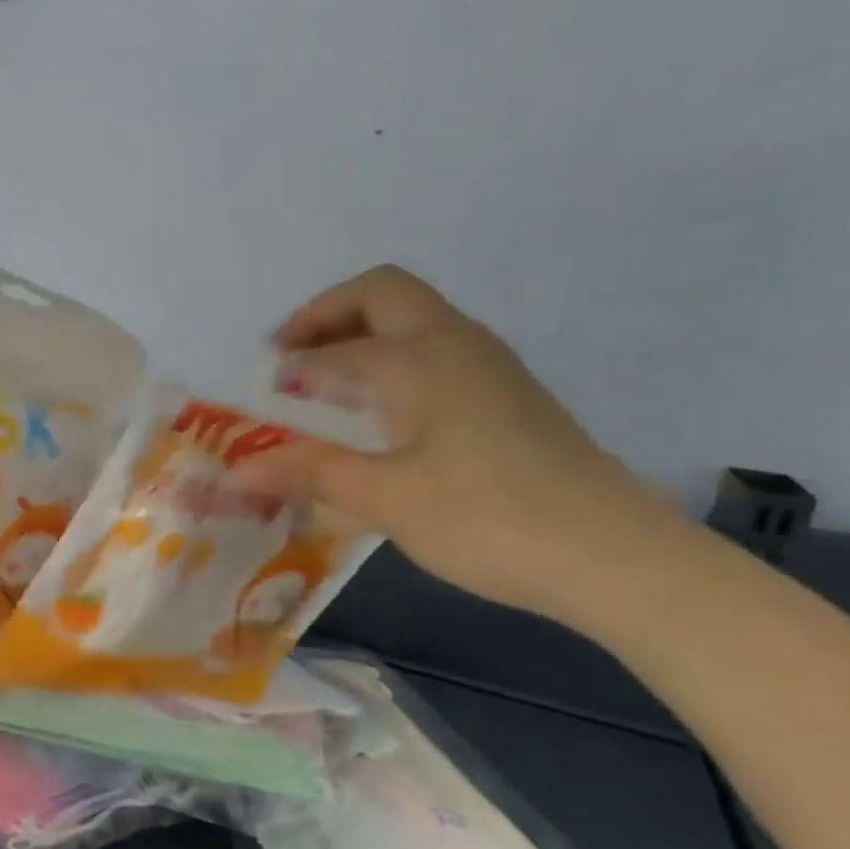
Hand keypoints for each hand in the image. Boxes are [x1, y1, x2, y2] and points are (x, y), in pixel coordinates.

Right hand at [236, 266, 681, 627]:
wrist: (613, 555)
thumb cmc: (488, 518)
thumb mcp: (385, 498)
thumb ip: (307, 472)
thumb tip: (236, 469)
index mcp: (419, 358)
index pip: (334, 347)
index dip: (288, 365)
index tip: (254, 393)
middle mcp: (455, 343)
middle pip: (382, 293)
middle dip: (327, 315)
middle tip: (289, 357)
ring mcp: (490, 367)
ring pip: (415, 320)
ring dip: (363, 335)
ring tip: (326, 385)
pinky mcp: (510, 396)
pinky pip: (437, 351)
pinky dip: (394, 360)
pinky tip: (383, 415)